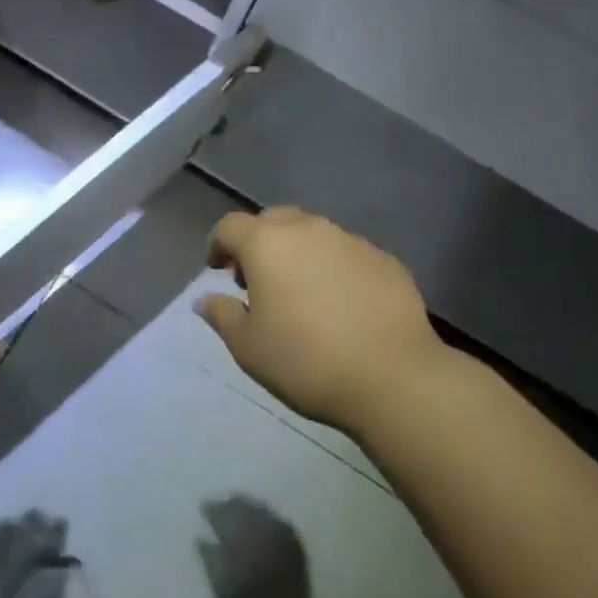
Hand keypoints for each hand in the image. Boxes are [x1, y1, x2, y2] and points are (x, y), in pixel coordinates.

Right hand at [199, 208, 446, 434]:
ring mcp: (350, 240)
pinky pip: (347, 253)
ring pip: (314, 233)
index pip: (230, 226)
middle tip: (258, 279)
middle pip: (273, 220)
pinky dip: (335, 267)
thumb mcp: (248, 348)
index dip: (218, 244)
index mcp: (267, 243)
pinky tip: (342, 303)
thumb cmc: (306, 361)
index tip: (218, 270)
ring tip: (302, 291)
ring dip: (299, 252)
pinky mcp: (384, 258)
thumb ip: (222, 315)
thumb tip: (204, 299)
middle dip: (259, 241)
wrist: (393, 377)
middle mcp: (308, 229)